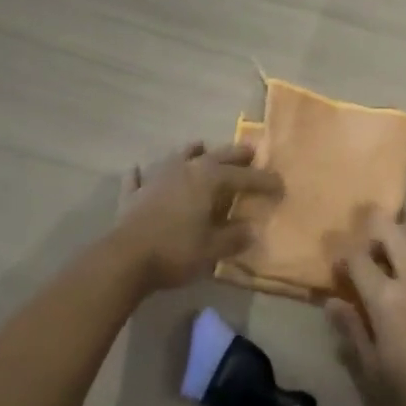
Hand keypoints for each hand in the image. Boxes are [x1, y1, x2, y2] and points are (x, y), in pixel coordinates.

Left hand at [110, 141, 283, 292]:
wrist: (125, 258)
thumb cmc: (176, 251)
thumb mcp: (212, 249)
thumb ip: (233, 237)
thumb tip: (250, 229)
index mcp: (208, 179)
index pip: (243, 176)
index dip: (263, 181)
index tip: (280, 185)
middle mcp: (184, 169)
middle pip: (215, 157)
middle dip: (234, 155)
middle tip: (250, 152)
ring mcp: (156, 178)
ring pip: (177, 157)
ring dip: (191, 152)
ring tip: (201, 147)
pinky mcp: (133, 194)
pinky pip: (138, 178)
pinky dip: (142, 174)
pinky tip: (139, 171)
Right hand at [327, 209, 405, 405]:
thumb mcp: (375, 373)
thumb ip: (353, 331)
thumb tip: (332, 302)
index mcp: (386, 298)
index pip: (356, 257)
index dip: (342, 256)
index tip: (339, 268)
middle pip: (390, 230)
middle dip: (373, 229)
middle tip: (369, 249)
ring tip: (400, 252)